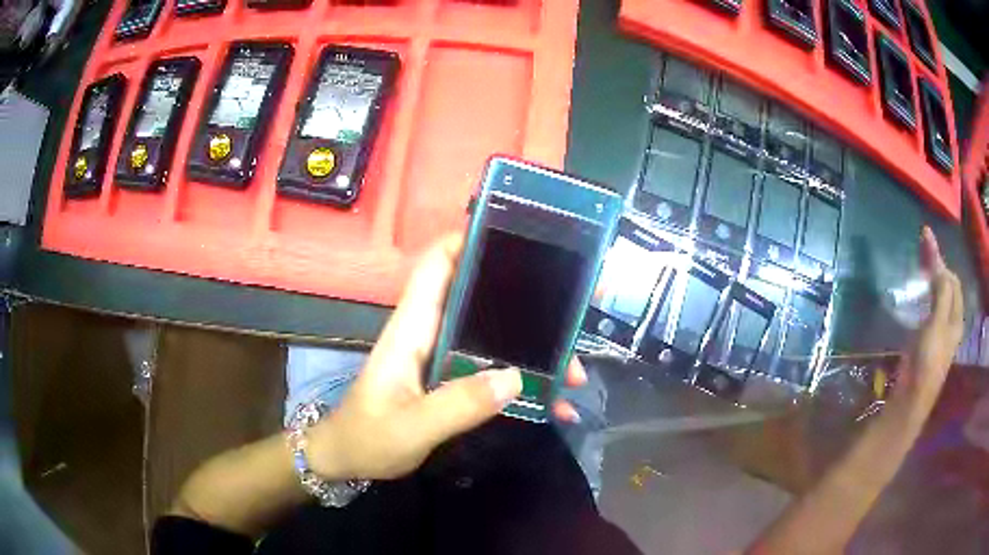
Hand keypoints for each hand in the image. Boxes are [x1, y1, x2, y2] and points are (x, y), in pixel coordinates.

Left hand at [306, 234, 586, 480]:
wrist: (349, 460)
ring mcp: (443, 357)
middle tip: (574, 318)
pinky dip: (522, 382)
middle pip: (480, 299)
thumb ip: (457, 405)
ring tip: (573, 374)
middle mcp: (431, 333)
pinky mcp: (451, 380)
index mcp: (413, 329)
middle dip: (527, 304)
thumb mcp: (411, 427)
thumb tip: (515, 378)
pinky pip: (492, 370)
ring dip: (533, 350)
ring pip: (494, 336)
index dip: (468, 242)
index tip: (517, 238)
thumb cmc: (368, 438)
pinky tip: (551, 404)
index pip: (436, 267)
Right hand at [899, 227, 963, 401]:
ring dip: (931, 277)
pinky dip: (925, 293)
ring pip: (939, 295)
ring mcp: (939, 331)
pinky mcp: (927, 339)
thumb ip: (941, 294)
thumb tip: (940, 263)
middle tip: (922, 245)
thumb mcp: (937, 326)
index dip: (941, 259)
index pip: (952, 279)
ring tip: (920, 263)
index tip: (926, 238)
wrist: (910, 399)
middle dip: (937, 264)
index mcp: (956, 317)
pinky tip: (918, 292)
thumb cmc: (927, 362)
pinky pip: (930, 308)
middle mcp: (950, 322)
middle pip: (947, 285)